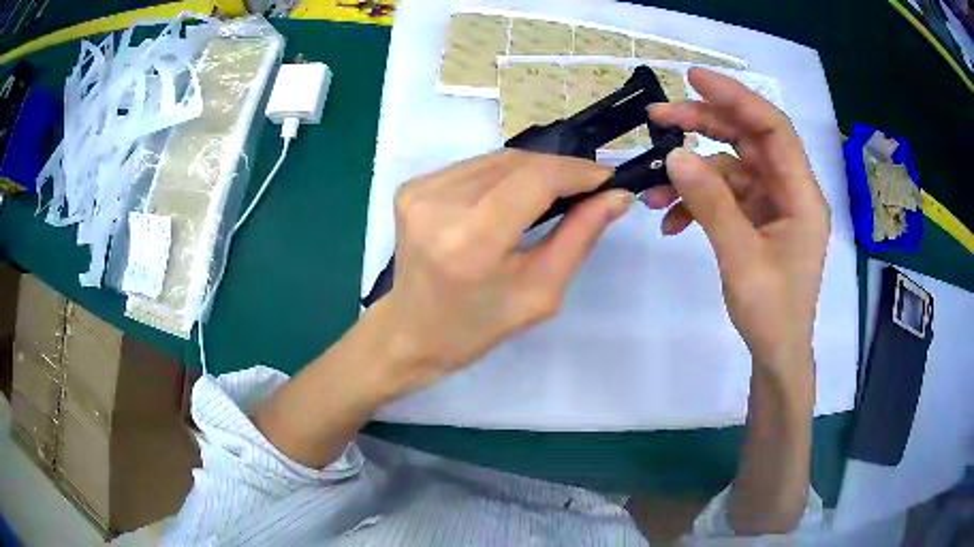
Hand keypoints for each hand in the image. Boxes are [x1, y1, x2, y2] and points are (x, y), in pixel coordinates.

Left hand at [375, 150, 631, 394]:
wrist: (412, 331)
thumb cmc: (478, 326)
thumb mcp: (540, 292)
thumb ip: (579, 237)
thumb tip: (616, 197)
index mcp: (471, 241)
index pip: (534, 180)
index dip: (575, 172)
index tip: (606, 179)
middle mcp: (439, 205)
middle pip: (516, 163)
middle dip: (559, 169)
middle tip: (588, 187)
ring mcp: (419, 191)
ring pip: (496, 159)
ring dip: (533, 170)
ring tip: (556, 191)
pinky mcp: (412, 187)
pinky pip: (473, 167)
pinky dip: (503, 175)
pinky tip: (513, 195)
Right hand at [642, 68, 830, 370]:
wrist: (776, 352)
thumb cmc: (772, 313)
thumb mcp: (741, 259)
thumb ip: (712, 205)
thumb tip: (676, 156)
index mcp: (801, 195)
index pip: (773, 128)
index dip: (736, 98)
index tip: (694, 80)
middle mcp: (790, 190)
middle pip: (747, 140)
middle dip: (703, 126)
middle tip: (658, 119)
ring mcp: (773, 204)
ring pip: (730, 167)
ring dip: (692, 173)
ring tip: (653, 185)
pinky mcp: (757, 219)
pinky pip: (725, 196)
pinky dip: (697, 202)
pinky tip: (671, 220)